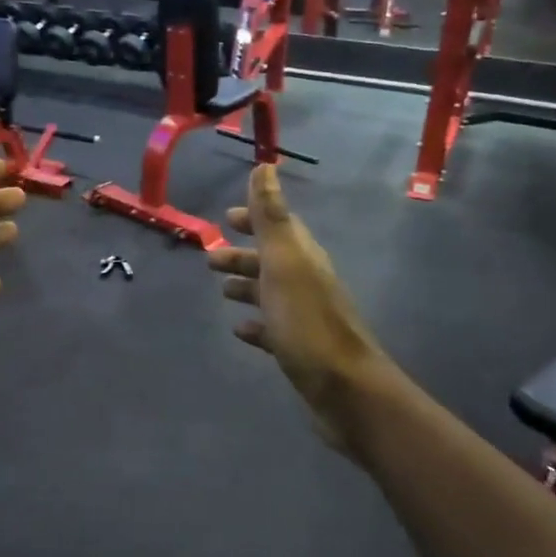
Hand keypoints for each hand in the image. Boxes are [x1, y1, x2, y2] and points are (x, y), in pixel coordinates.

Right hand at [208, 164, 385, 451]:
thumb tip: (265, 166)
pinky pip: (273, 329)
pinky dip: (256, 325)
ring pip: (271, 294)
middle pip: (271, 260)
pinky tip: (240, 331)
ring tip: (221, 291)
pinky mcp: (300, 349)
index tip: (226, 216)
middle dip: (243, 255)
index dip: (253, 218)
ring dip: (247, 287)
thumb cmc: (307, 323)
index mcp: (302, 258)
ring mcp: (304, 318)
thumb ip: (271, 217)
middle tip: (211, 258)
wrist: (344, 389)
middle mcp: (306, 282)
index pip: (277, 227)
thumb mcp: (284, 264)